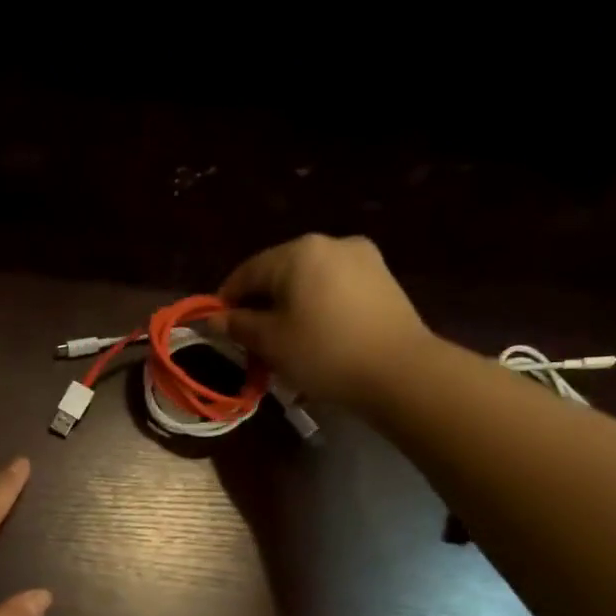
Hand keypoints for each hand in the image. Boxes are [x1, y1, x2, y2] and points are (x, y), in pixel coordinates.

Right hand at [211, 234, 432, 407]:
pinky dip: (317, 307)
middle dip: (260, 303)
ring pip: (308, 281)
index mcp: (298, 252)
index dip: (226, 299)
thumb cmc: (324, 352)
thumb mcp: (270, 342)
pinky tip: (316, 335)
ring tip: (284, 340)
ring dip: (290, 306)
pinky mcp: (383, 279)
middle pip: (279, 272)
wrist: (401, 372)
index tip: (217, 326)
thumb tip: (214, 318)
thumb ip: (238, 325)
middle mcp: (330, 243)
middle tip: (250, 338)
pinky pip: (335, 288)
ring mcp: (362, 258)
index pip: (247, 272)